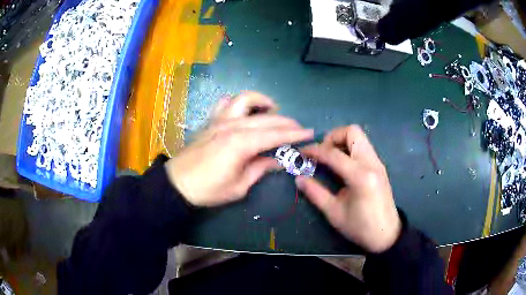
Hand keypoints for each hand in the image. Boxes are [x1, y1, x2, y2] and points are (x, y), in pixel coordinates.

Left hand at [165, 92, 313, 206]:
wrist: (177, 184)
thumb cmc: (208, 190)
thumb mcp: (239, 187)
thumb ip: (260, 169)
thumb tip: (278, 161)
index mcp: (241, 144)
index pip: (275, 135)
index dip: (295, 134)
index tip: (310, 133)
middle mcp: (232, 126)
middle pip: (266, 118)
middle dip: (286, 122)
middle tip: (299, 129)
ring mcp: (220, 120)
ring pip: (245, 99)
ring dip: (262, 102)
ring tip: (273, 111)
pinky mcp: (211, 121)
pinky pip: (225, 103)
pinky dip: (238, 103)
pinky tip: (244, 111)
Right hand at [296, 125, 400, 252]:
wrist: (387, 234)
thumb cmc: (360, 227)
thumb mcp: (334, 213)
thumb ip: (315, 193)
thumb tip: (299, 179)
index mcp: (360, 176)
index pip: (333, 153)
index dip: (315, 150)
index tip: (302, 152)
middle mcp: (371, 163)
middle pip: (352, 132)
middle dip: (333, 137)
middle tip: (322, 153)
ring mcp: (377, 163)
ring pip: (359, 137)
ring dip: (342, 141)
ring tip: (330, 158)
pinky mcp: (379, 166)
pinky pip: (363, 147)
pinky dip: (350, 148)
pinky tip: (342, 165)